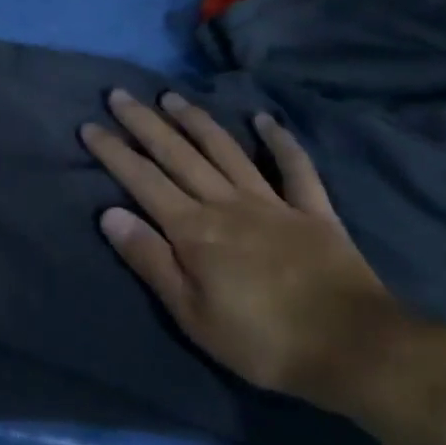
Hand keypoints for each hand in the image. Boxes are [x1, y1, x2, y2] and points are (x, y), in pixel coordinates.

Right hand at [81, 90, 429, 415]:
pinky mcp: (314, 213)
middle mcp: (227, 204)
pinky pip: (296, 169)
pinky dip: (281, 142)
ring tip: (171, 97)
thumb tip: (110, 213)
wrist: (357, 350)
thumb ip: (150, 259)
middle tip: (119, 94)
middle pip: (178, 155)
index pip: (142, 180)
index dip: (113, 151)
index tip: (89, 125)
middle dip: (144, 123)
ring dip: (197, 121)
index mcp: (194, 230)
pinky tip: (265, 120)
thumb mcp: (191, 313)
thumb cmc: (262, 341)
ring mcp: (273, 203)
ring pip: (226, 151)